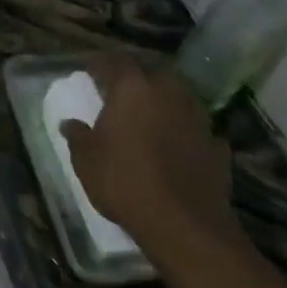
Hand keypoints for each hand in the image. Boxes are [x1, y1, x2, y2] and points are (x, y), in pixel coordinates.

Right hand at [60, 57, 241, 265]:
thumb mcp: (86, 160)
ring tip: (151, 112)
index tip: (90, 70)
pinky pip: (198, 127)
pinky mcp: (217, 146)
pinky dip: (187, 129)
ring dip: (165, 100)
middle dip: (136, 76)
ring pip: (179, 95)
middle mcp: (167, 93)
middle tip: (121, 88)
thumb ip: (77, 136)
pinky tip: (179, 142)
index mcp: (132, 88)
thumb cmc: (125, 182)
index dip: (100, 64)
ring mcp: (197, 118)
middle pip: (151, 72)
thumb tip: (69, 122)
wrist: (185, 226)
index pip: (114, 61)